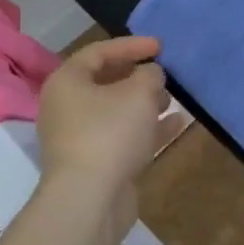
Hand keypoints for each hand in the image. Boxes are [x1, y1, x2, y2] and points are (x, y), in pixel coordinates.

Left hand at [34, 36, 169, 231]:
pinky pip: (124, 137)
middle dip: (139, 77)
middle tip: (165, 74)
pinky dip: (147, 129)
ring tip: (173, 99)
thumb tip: (150, 74)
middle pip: (106, 82)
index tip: (161, 47)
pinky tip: (176, 124)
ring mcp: (80, 138)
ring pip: (117, 112)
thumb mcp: (139, 92)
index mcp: (67, 82)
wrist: (90, 199)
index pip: (99, 52)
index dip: (132, 45)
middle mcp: (67, 107)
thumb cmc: (110, 132)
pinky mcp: (96, 163)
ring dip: (145, 104)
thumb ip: (150, 74)